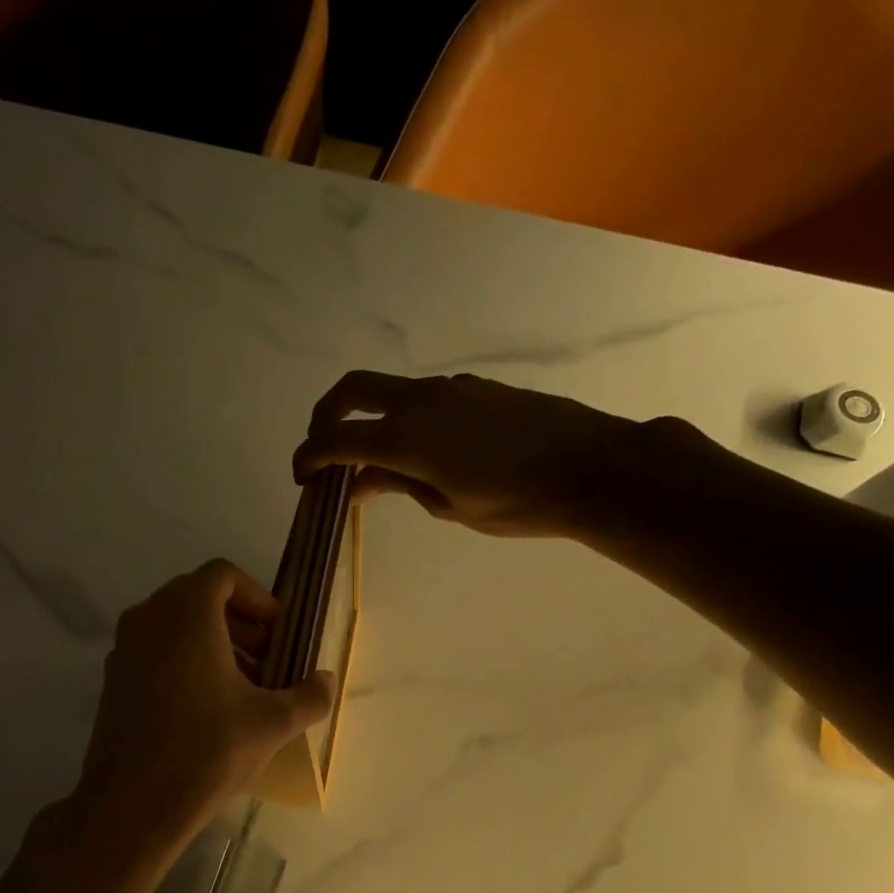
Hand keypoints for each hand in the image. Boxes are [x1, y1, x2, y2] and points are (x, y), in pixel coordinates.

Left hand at [67, 560, 333, 855]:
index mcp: (187, 613)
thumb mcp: (272, 723)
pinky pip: (153, 650)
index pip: (222, 576)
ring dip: (211, 642)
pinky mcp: (112, 679)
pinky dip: (182, 660)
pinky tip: (205, 707)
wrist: (133, 802)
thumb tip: (326, 680)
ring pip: (173, 625)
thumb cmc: (208, 749)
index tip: (277, 631)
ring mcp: (124, 648)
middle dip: (238, 622)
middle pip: (197, 597)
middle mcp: (149, 618)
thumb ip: (309, 696)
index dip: (257, 597)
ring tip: (241, 686)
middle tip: (265, 658)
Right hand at [292, 369, 640, 538]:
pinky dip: (404, 418)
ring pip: (391, 392)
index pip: (337, 439)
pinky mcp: (477, 388)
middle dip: (325, 416)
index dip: (309, 456)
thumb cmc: (516, 501)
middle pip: (353, 390)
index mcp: (406, 435)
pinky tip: (423, 451)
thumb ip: (398, 484)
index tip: (301, 476)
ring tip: (376, 461)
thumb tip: (360, 480)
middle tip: (321, 448)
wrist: (592, 467)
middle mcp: (421, 400)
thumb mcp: (448, 505)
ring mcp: (451, 388)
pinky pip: (424, 397)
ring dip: (369, 417)